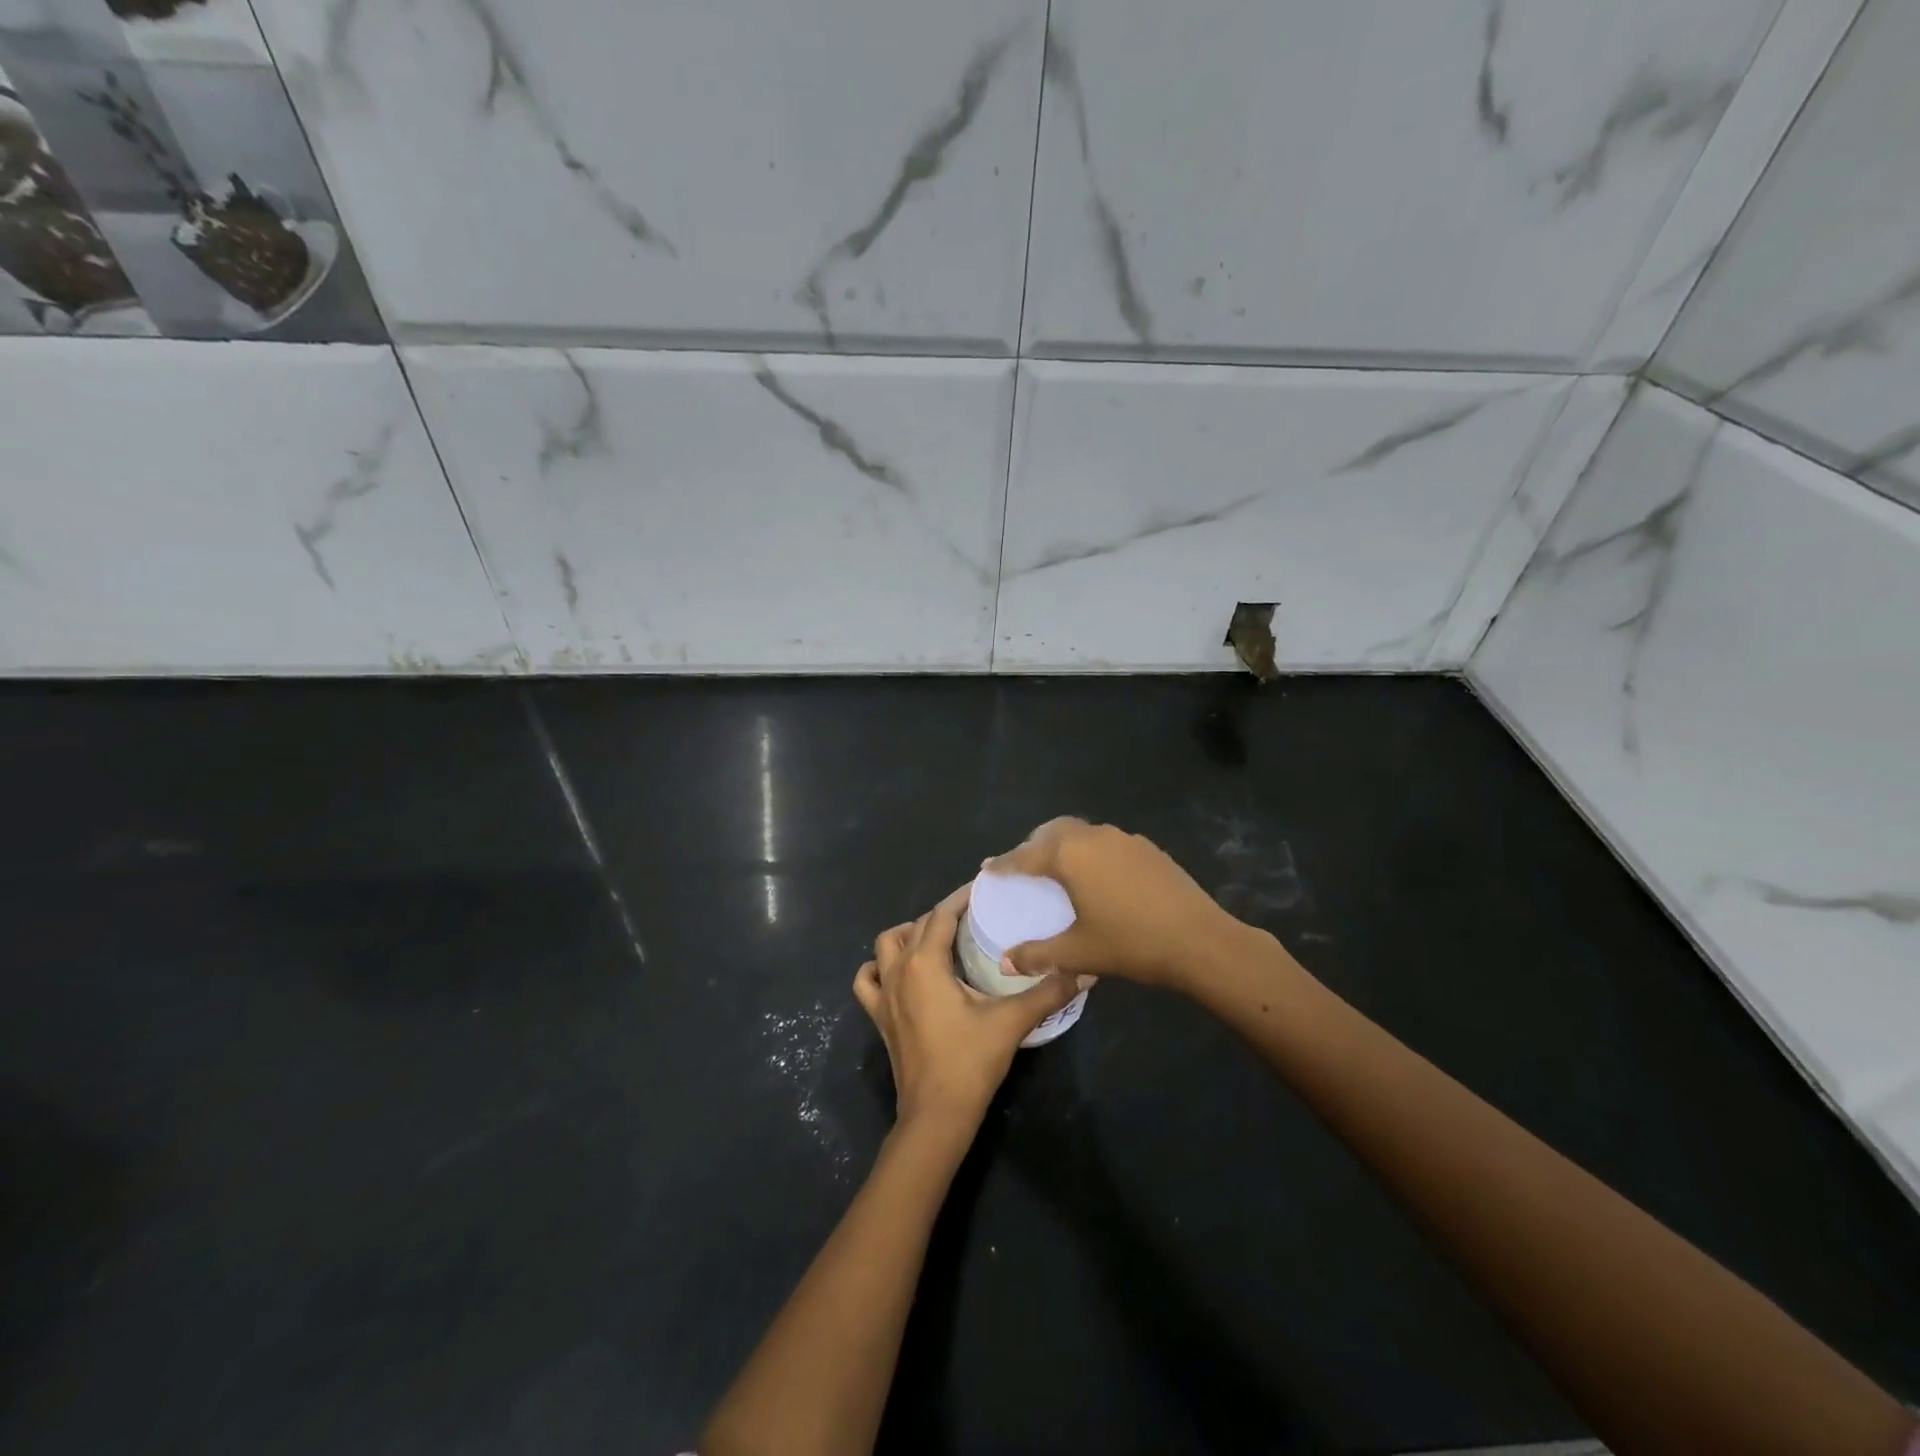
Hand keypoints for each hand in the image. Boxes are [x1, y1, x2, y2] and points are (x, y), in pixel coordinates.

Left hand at [855, 884, 1083, 1131]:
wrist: (936, 1115)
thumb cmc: (970, 1061)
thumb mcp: (1012, 1021)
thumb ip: (1048, 991)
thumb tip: (1085, 971)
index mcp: (925, 963)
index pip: (941, 914)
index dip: (961, 898)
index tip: (983, 889)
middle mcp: (899, 970)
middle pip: (917, 926)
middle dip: (943, 915)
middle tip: (973, 918)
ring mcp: (885, 995)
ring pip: (885, 946)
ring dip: (907, 935)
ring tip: (936, 940)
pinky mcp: (880, 1018)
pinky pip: (868, 982)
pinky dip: (878, 969)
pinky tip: (897, 974)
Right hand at [987, 817, 1245, 989]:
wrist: (1199, 939)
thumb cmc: (1130, 943)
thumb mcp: (1078, 952)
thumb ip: (1037, 955)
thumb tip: (1006, 963)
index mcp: (1070, 855)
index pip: (1026, 856)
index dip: (1005, 864)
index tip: (988, 868)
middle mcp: (1093, 837)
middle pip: (1053, 832)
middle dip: (1034, 846)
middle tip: (1024, 867)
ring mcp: (1124, 839)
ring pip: (1082, 833)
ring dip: (1064, 845)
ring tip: (1059, 870)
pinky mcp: (1148, 848)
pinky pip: (1107, 842)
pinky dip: (1091, 852)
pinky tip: (1099, 877)